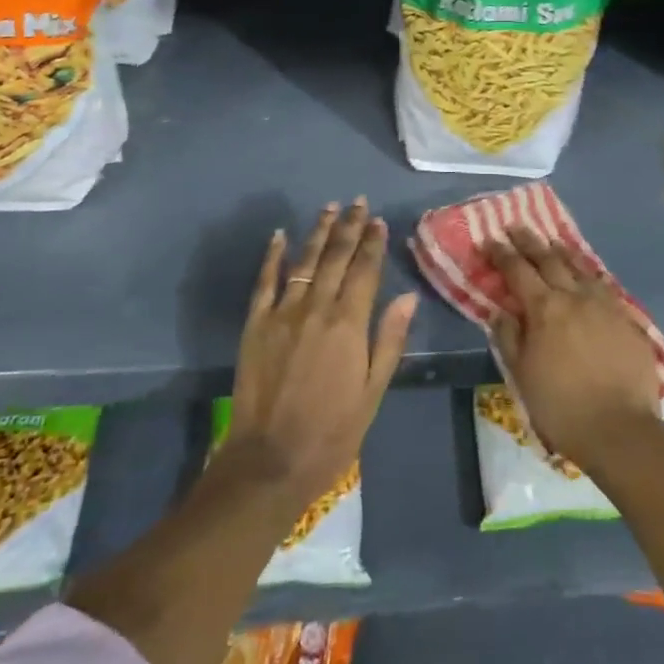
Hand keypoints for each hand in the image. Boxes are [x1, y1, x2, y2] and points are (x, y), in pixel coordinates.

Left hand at [221, 198, 416, 509]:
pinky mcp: (256, 324)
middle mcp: (317, 308)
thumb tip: (408, 297)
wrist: (270, 460)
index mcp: (349, 324)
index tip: (379, 221)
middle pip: (336, 257)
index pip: (365, 270)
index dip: (373, 243)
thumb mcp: (373, 392)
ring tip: (330, 208)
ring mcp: (283, 313)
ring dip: (319, 232)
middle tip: (358, 202)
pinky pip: (265, 281)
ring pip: (304, 261)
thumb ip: (389, 340)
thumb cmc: (332, 432)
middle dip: (350, 227)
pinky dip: (273, 256)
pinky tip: (279, 235)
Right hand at [488, 225, 660, 475]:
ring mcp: (604, 304)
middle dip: (529, 241)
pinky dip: (589, 273)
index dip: (502, 253)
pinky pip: (603, 285)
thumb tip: (499, 310)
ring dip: (561, 251)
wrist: (621, 429)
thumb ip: (509, 337)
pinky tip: (587, 273)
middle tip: (516, 226)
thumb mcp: (522, 375)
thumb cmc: (562, 407)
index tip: (490, 239)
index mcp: (544, 308)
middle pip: (548, 259)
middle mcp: (574, 296)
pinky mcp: (626, 317)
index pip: (517, 270)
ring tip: (551, 241)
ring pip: (579, 267)